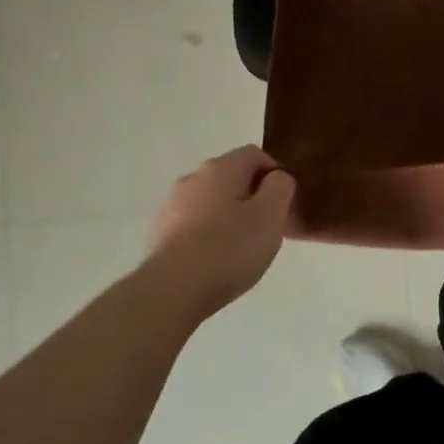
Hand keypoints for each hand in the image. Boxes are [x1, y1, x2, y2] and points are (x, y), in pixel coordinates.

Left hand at [145, 146, 295, 317]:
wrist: (173, 289)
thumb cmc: (229, 249)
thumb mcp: (270, 216)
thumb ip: (280, 188)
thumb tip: (276, 178)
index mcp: (220, 168)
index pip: (254, 154)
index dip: (274, 174)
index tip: (283, 203)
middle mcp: (192, 178)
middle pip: (231, 176)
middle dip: (251, 196)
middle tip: (266, 228)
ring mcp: (171, 205)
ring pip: (210, 201)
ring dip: (228, 215)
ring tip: (240, 248)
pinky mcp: (160, 231)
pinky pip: (193, 223)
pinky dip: (208, 233)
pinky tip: (215, 259)